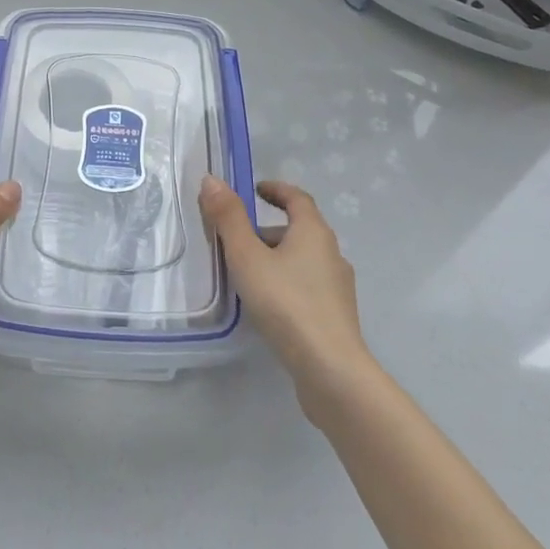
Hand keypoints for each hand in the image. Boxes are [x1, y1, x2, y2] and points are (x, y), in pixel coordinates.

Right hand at [199, 176, 376, 419]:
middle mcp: (332, 253)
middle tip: (236, 239)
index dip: (276, 189)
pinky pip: (307, 285)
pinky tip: (267, 304)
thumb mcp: (247, 257)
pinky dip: (286, 282)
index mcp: (314, 232)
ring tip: (245, 274)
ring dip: (276, 258)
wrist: (330, 369)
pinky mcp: (336, 315)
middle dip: (267, 229)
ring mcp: (338, 286)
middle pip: (299, 229)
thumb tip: (211, 179)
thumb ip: (228, 218)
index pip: (297, 197)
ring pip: (303, 260)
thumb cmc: (286, 303)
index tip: (254, 190)